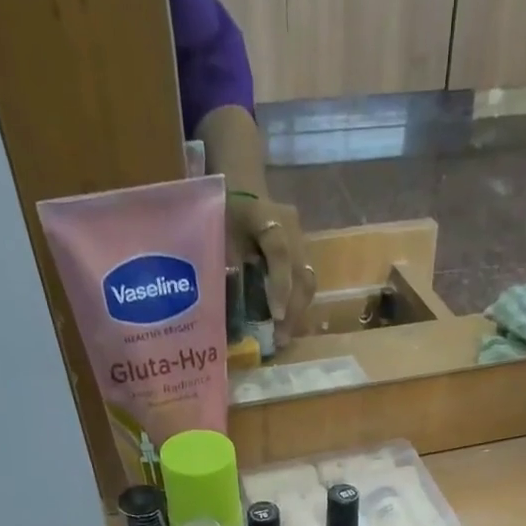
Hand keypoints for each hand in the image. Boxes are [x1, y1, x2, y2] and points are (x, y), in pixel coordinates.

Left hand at [228, 193, 315, 348]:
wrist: (240, 186)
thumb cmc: (223, 213)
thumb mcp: (217, 235)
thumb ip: (226, 267)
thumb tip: (230, 314)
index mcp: (264, 215)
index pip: (279, 251)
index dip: (280, 285)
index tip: (277, 316)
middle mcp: (290, 227)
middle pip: (301, 272)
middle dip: (292, 310)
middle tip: (280, 339)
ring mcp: (301, 239)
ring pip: (307, 280)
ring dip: (297, 312)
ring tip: (284, 337)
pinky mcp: (303, 252)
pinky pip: (305, 282)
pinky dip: (297, 305)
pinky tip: (287, 324)